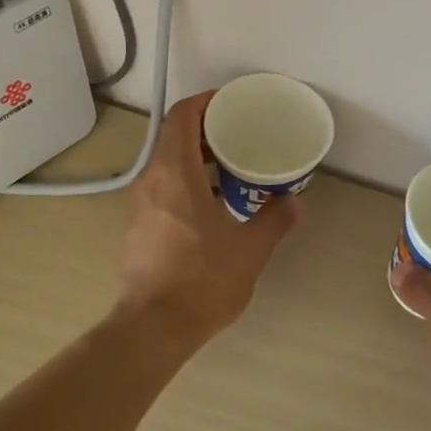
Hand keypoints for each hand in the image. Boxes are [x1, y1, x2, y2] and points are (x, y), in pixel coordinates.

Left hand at [115, 91, 299, 343]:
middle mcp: (151, 182)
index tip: (231, 103)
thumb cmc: (202, 280)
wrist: (152, 329)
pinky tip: (212, 208)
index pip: (182, 116)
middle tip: (242, 137)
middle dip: (208, 132)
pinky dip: (187, 184)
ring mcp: (139, 207)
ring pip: (167, 166)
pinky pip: (163, 190)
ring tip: (232, 171)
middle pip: (174, 138)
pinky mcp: (137, 229)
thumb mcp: (250, 249)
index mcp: (175, 173)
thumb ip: (274, 220)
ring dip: (197, 160)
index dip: (206, 102)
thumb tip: (293, 202)